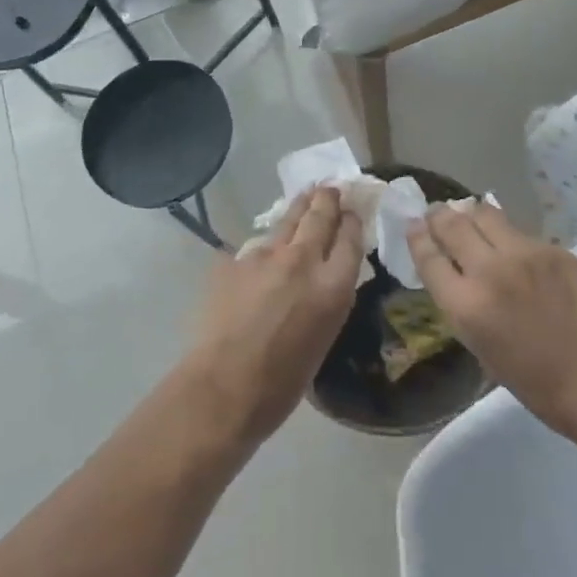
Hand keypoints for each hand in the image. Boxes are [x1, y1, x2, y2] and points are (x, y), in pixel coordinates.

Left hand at [181, 186, 362, 447]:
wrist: (223, 388)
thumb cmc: (282, 382)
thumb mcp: (323, 337)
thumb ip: (327, 298)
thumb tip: (324, 278)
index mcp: (332, 286)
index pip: (350, 238)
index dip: (352, 221)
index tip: (352, 211)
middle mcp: (303, 260)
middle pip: (321, 216)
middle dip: (328, 199)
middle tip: (331, 188)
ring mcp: (266, 255)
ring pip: (288, 220)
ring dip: (300, 206)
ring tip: (307, 194)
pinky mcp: (236, 259)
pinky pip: (257, 245)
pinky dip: (267, 243)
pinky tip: (266, 246)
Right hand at [407, 204, 576, 446]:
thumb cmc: (540, 386)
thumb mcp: (484, 350)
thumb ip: (465, 306)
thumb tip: (456, 273)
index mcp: (467, 307)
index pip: (429, 257)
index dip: (417, 237)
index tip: (413, 225)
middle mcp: (490, 272)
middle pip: (453, 225)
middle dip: (439, 216)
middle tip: (437, 213)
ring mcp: (525, 254)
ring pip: (485, 214)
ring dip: (471, 214)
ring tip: (470, 215)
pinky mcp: (554, 248)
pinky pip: (520, 231)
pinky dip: (508, 233)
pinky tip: (512, 243)